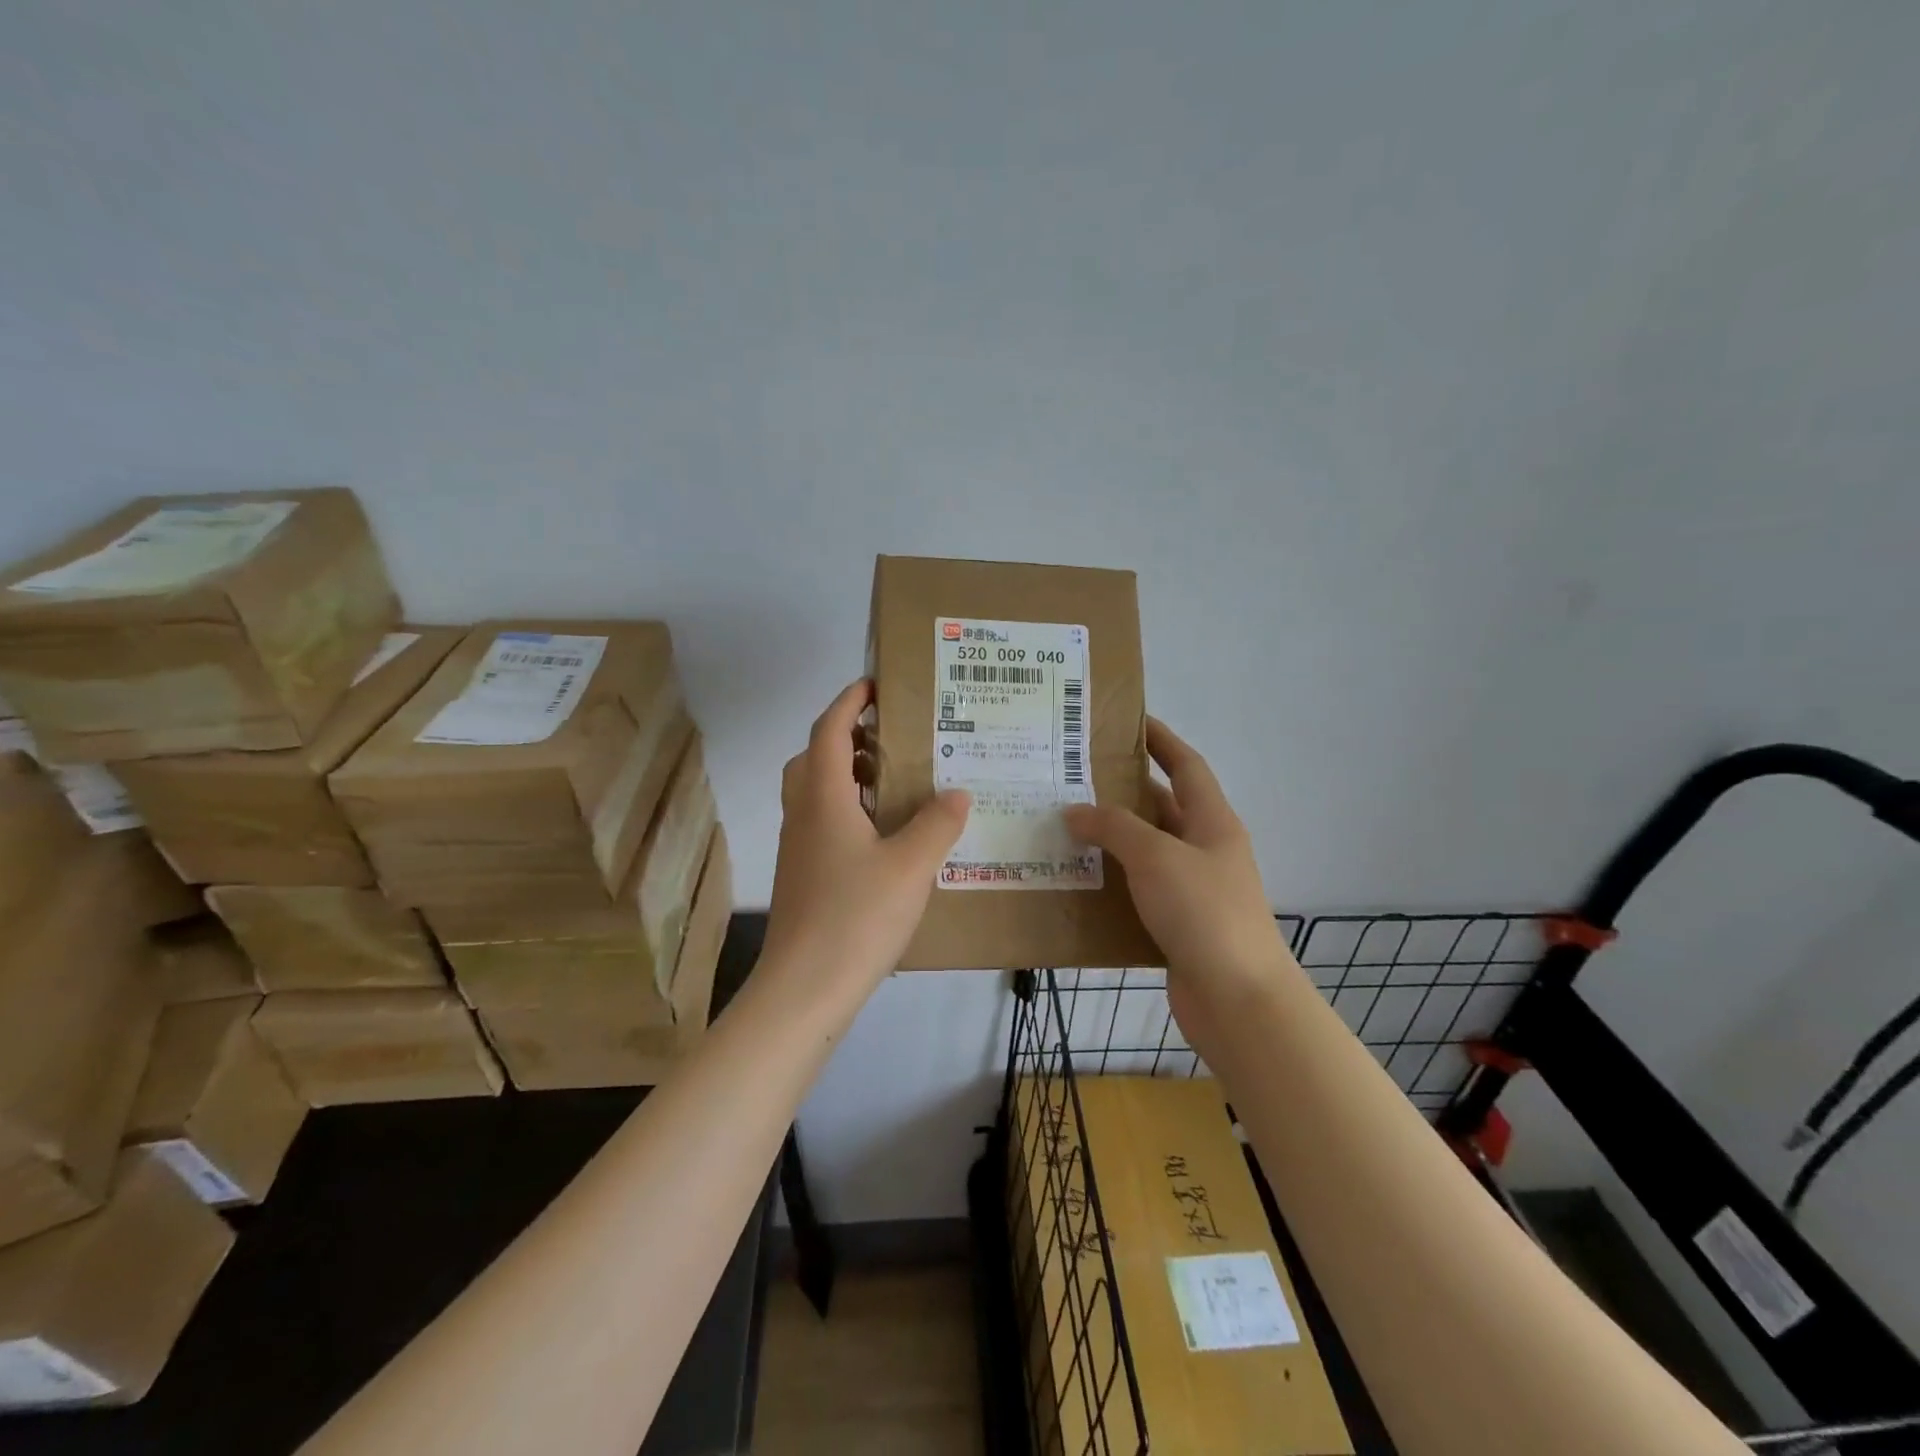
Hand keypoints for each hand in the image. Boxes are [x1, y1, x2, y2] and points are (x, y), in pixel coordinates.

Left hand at [764, 679, 971, 990]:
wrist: (803, 989)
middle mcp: (803, 814)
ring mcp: (798, 848)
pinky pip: (821, 823)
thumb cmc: (856, 917)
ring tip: (894, 784)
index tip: (876, 684)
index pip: (829, 730)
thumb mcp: (911, 866)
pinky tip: (884, 838)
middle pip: (815, 757)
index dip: (849, 701)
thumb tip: (957, 792)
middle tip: (890, 738)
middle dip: (848, 737)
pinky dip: (847, 811)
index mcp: (823, 798)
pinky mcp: (802, 876)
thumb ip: (937, 824)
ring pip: (815, 792)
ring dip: (847, 775)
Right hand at [1062, 719, 1289, 1023]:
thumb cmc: (1204, 912)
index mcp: (1213, 822)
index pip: (1186, 766)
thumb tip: (1075, 811)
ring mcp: (1193, 889)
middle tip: (1075, 778)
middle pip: (1163, 807)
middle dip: (1123, 791)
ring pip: (1147, 851)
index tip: (1128, 722)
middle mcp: (1206, 850)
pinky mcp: (1178, 923)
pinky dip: (1113, 881)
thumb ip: (1114, 828)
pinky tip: (1079, 880)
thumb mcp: (1157, 857)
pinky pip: (1140, 890)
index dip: (1160, 740)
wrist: (1238, 999)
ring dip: (1112, 839)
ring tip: (1064, 825)